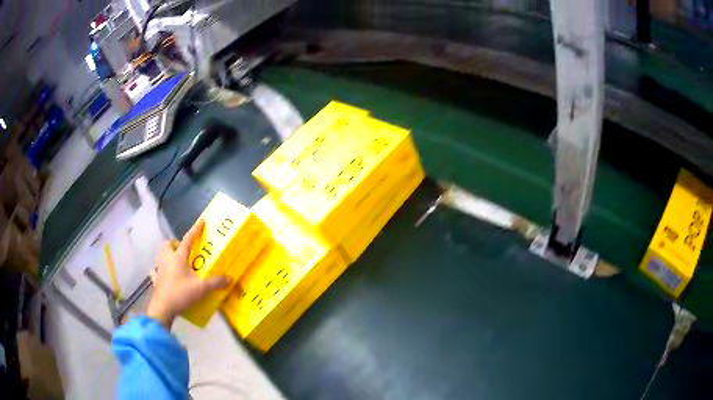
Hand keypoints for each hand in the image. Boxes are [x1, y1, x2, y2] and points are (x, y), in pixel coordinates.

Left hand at [147, 219, 231, 327]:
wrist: (163, 308)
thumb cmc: (181, 293)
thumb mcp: (202, 288)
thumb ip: (216, 282)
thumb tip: (230, 278)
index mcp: (178, 257)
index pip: (188, 239)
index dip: (195, 230)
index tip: (202, 221)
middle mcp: (167, 260)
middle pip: (168, 245)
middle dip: (175, 244)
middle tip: (185, 252)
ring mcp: (159, 270)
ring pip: (161, 256)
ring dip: (167, 255)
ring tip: (176, 263)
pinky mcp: (156, 281)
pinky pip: (155, 271)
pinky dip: (159, 271)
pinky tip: (163, 275)